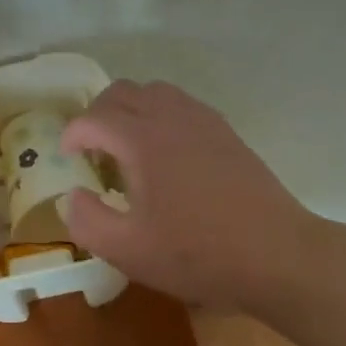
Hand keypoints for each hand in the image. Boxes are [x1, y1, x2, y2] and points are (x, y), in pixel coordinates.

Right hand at [59, 80, 325, 313]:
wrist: (278, 255)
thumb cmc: (198, 253)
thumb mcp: (129, 251)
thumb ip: (88, 221)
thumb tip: (72, 196)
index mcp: (142, 139)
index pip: (92, 119)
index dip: (72, 135)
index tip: (68, 158)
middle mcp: (169, 117)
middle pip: (121, 92)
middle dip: (97, 114)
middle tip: (93, 149)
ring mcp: (201, 120)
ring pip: (153, 91)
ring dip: (130, 109)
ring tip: (127, 145)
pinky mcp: (224, 131)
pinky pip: (181, 103)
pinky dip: (160, 114)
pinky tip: (166, 151)